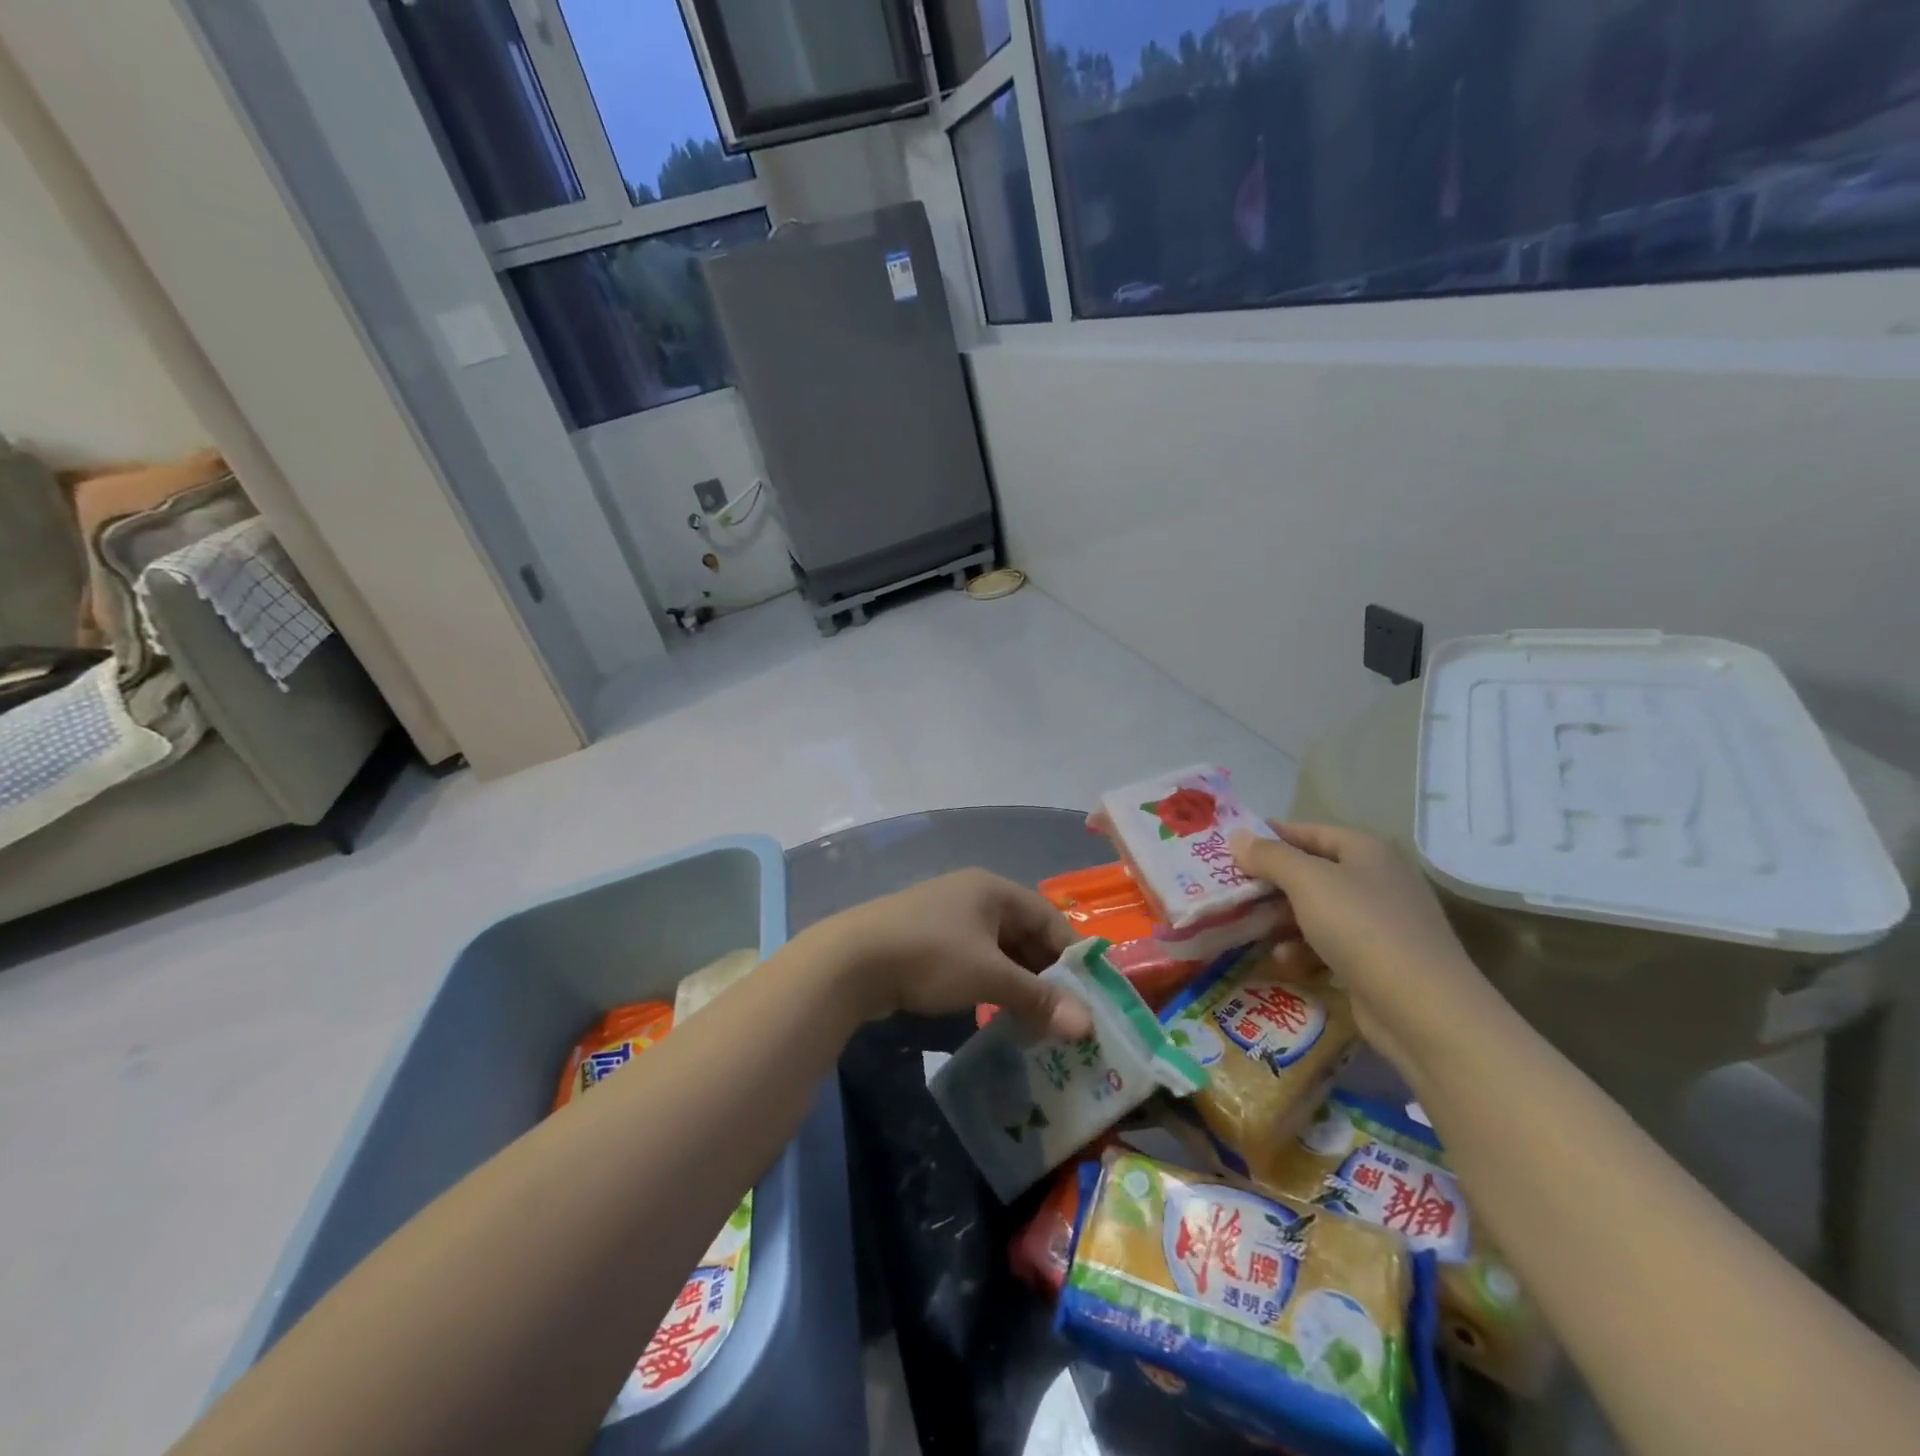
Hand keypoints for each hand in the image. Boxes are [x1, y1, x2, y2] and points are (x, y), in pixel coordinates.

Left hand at [806, 870, 1091, 1039]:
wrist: (850, 961)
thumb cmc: (930, 956)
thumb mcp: (989, 975)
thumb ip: (1037, 998)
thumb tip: (1086, 1025)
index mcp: (992, 889)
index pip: (1047, 917)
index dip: (1071, 954)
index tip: (1091, 994)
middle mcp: (972, 896)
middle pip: (1023, 934)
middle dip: (1045, 974)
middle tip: (1066, 1016)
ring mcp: (946, 918)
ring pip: (997, 951)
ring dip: (1017, 984)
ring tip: (1037, 1022)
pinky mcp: (925, 942)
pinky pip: (972, 961)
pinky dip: (989, 985)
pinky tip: (997, 1015)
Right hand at [1231, 823, 1493, 1071]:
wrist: (1423, 1008)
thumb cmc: (1361, 928)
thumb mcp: (1308, 882)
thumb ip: (1270, 856)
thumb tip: (1238, 837)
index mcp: (1366, 850)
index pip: (1309, 831)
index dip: (1270, 836)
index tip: (1231, 848)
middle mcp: (1376, 879)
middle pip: (1311, 871)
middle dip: (1271, 883)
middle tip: (1232, 892)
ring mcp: (1380, 921)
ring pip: (1317, 910)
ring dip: (1283, 920)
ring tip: (1252, 931)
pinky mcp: (1378, 960)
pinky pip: (1330, 944)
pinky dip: (1305, 949)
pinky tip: (1286, 963)